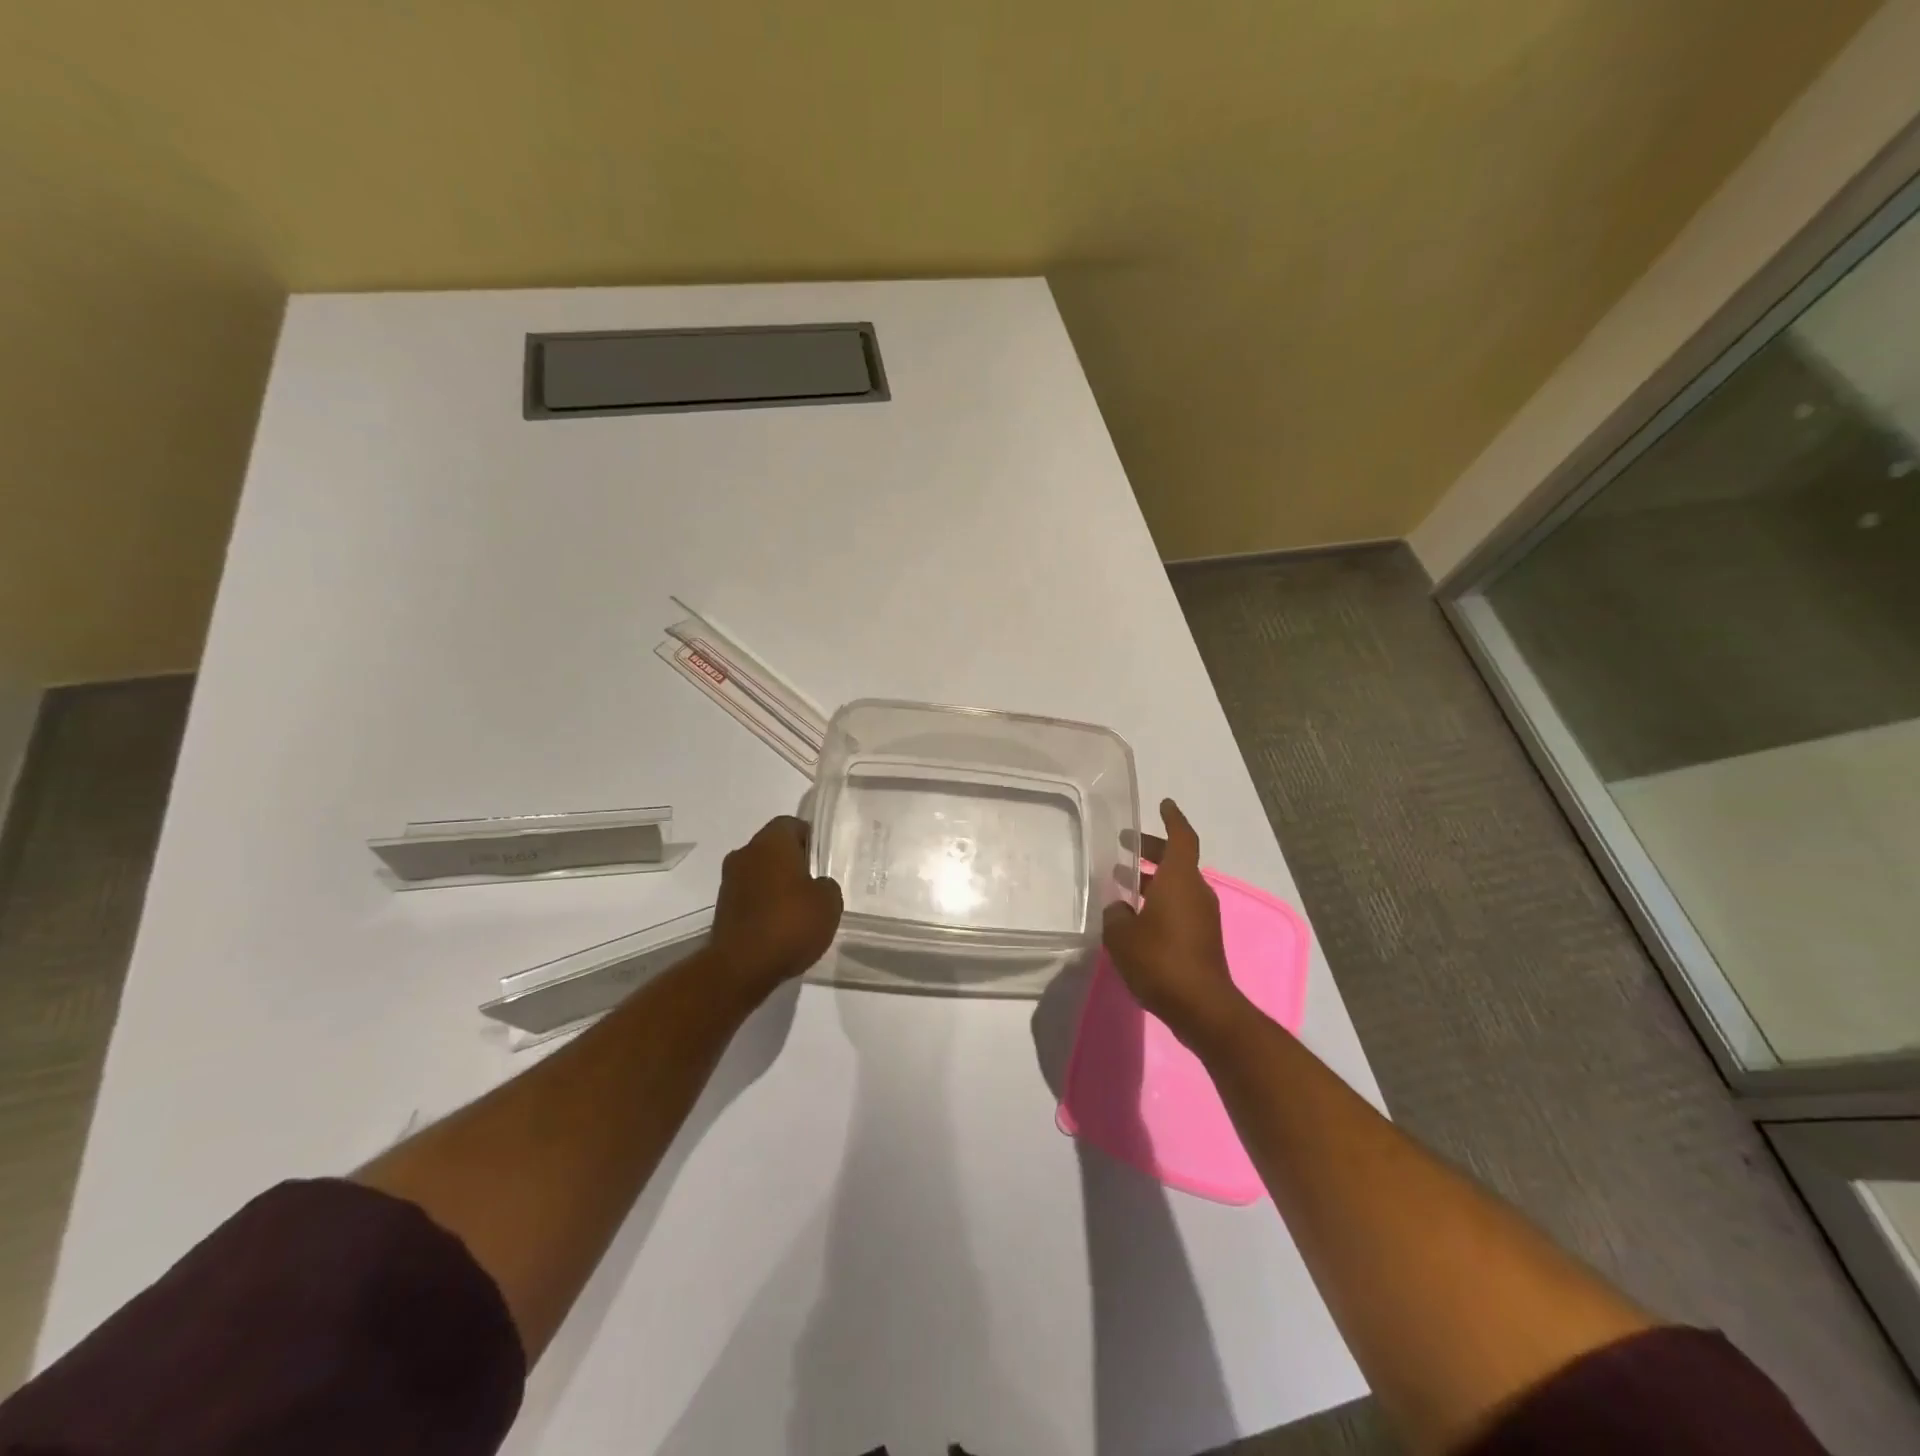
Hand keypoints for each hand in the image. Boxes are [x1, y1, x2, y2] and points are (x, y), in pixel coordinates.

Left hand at [711, 816, 843, 1000]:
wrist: (741, 966)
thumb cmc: (790, 923)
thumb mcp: (829, 902)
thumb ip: (826, 885)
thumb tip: (816, 885)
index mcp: (771, 842)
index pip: (791, 824)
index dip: (809, 838)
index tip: (822, 859)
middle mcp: (745, 853)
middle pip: (773, 848)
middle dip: (792, 862)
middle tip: (814, 883)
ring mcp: (729, 881)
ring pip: (759, 872)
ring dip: (775, 884)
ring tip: (798, 909)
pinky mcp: (721, 908)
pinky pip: (749, 896)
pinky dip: (763, 905)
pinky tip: (779, 926)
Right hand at [1102, 799, 1249, 1048]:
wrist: (1202, 1008)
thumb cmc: (1161, 961)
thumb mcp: (1122, 936)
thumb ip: (1115, 915)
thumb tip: (1119, 909)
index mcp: (1180, 880)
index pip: (1181, 838)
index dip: (1172, 818)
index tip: (1163, 804)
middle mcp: (1195, 891)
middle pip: (1177, 860)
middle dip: (1153, 849)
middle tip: (1126, 844)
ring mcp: (1202, 916)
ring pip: (1177, 885)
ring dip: (1152, 879)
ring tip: (1122, 880)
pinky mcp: (1202, 939)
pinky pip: (1179, 907)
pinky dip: (1159, 901)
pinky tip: (1134, 915)